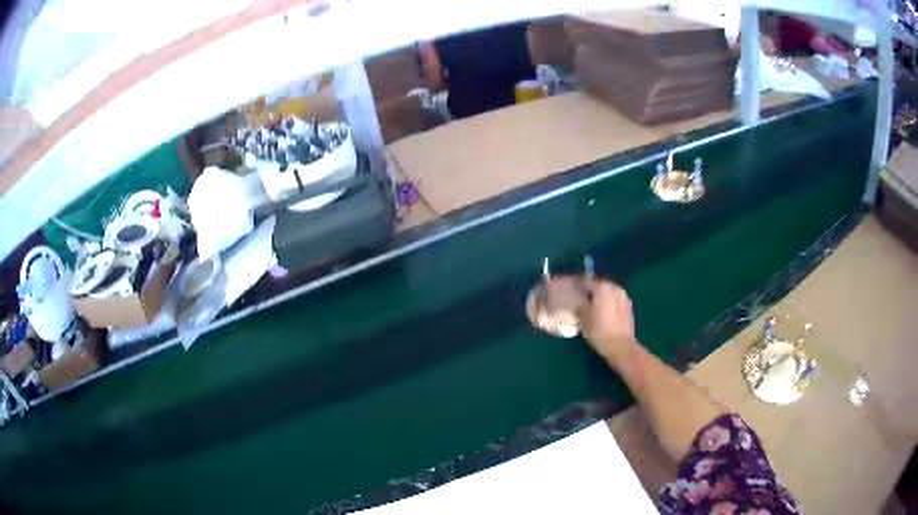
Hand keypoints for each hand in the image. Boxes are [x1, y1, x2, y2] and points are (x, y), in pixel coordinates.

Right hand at [578, 278, 635, 361]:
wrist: (620, 346)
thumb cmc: (599, 330)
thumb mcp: (583, 318)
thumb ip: (581, 305)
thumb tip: (579, 301)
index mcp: (603, 288)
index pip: (587, 281)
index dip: (578, 285)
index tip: (572, 290)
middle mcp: (615, 288)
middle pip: (600, 285)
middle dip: (591, 290)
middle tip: (582, 298)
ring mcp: (624, 297)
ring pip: (609, 293)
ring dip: (601, 297)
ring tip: (593, 306)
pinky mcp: (629, 307)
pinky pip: (615, 300)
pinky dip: (609, 303)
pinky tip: (604, 312)